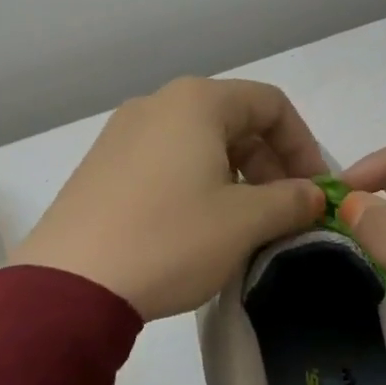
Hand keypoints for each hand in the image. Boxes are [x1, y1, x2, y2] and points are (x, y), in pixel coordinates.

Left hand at [12, 77, 327, 319]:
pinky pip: (166, 162)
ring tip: (246, 224)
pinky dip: (197, 184)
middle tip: (284, 212)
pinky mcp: (102, 166)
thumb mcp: (244, 222)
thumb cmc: (170, 239)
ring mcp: (123, 134)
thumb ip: (290, 201)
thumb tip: (313, 195)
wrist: (70, 282)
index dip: (304, 145)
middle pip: (234, 121)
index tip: (315, 191)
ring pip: (199, 144)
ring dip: (236, 177)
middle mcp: (157, 104)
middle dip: (270, 164)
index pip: (270, 104)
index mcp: (196, 102)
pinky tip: (198, 228)